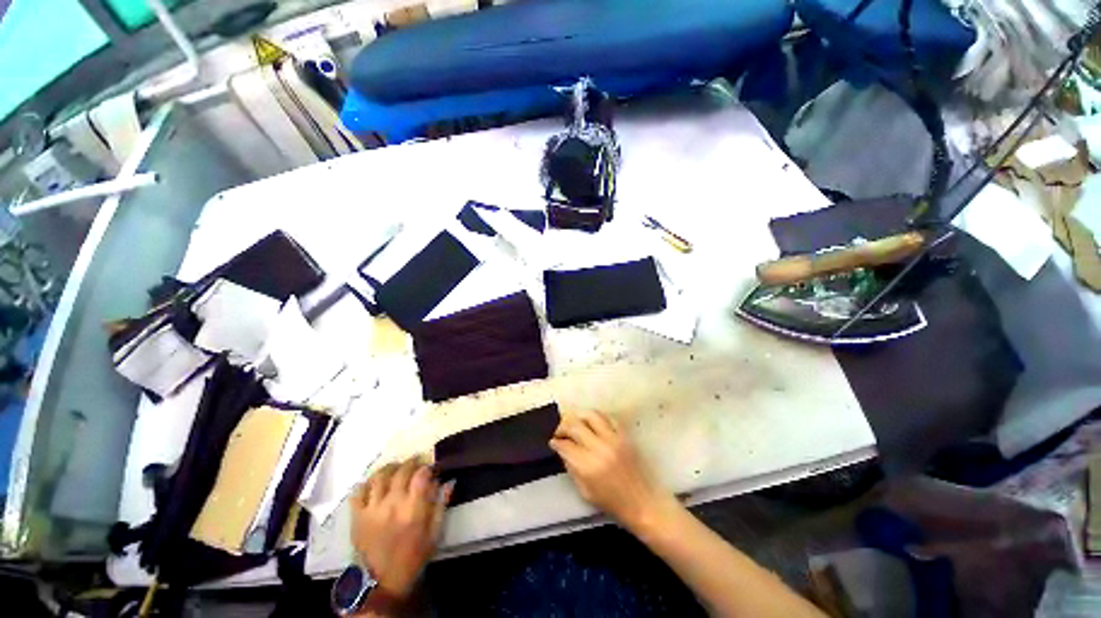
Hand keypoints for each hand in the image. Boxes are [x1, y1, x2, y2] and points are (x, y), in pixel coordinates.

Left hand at [351, 458, 452, 600]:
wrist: (381, 582)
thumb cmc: (413, 557)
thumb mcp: (434, 534)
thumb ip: (442, 505)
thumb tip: (449, 482)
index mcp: (413, 509)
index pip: (421, 475)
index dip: (427, 467)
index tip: (431, 468)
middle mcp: (392, 504)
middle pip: (401, 470)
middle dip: (411, 462)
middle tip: (416, 463)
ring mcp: (372, 508)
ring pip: (380, 476)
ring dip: (390, 467)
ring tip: (396, 468)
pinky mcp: (357, 516)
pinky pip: (359, 491)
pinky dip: (367, 482)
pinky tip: (375, 482)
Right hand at [549, 410, 676, 532]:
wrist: (641, 502)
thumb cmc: (611, 502)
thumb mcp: (584, 490)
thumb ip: (571, 467)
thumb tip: (562, 449)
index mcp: (588, 466)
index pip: (565, 445)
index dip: (556, 442)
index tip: (553, 442)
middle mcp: (599, 448)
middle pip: (575, 425)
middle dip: (563, 426)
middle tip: (560, 431)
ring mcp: (613, 439)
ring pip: (591, 415)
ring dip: (579, 416)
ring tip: (574, 422)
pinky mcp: (624, 435)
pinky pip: (608, 417)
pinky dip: (597, 417)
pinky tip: (592, 424)